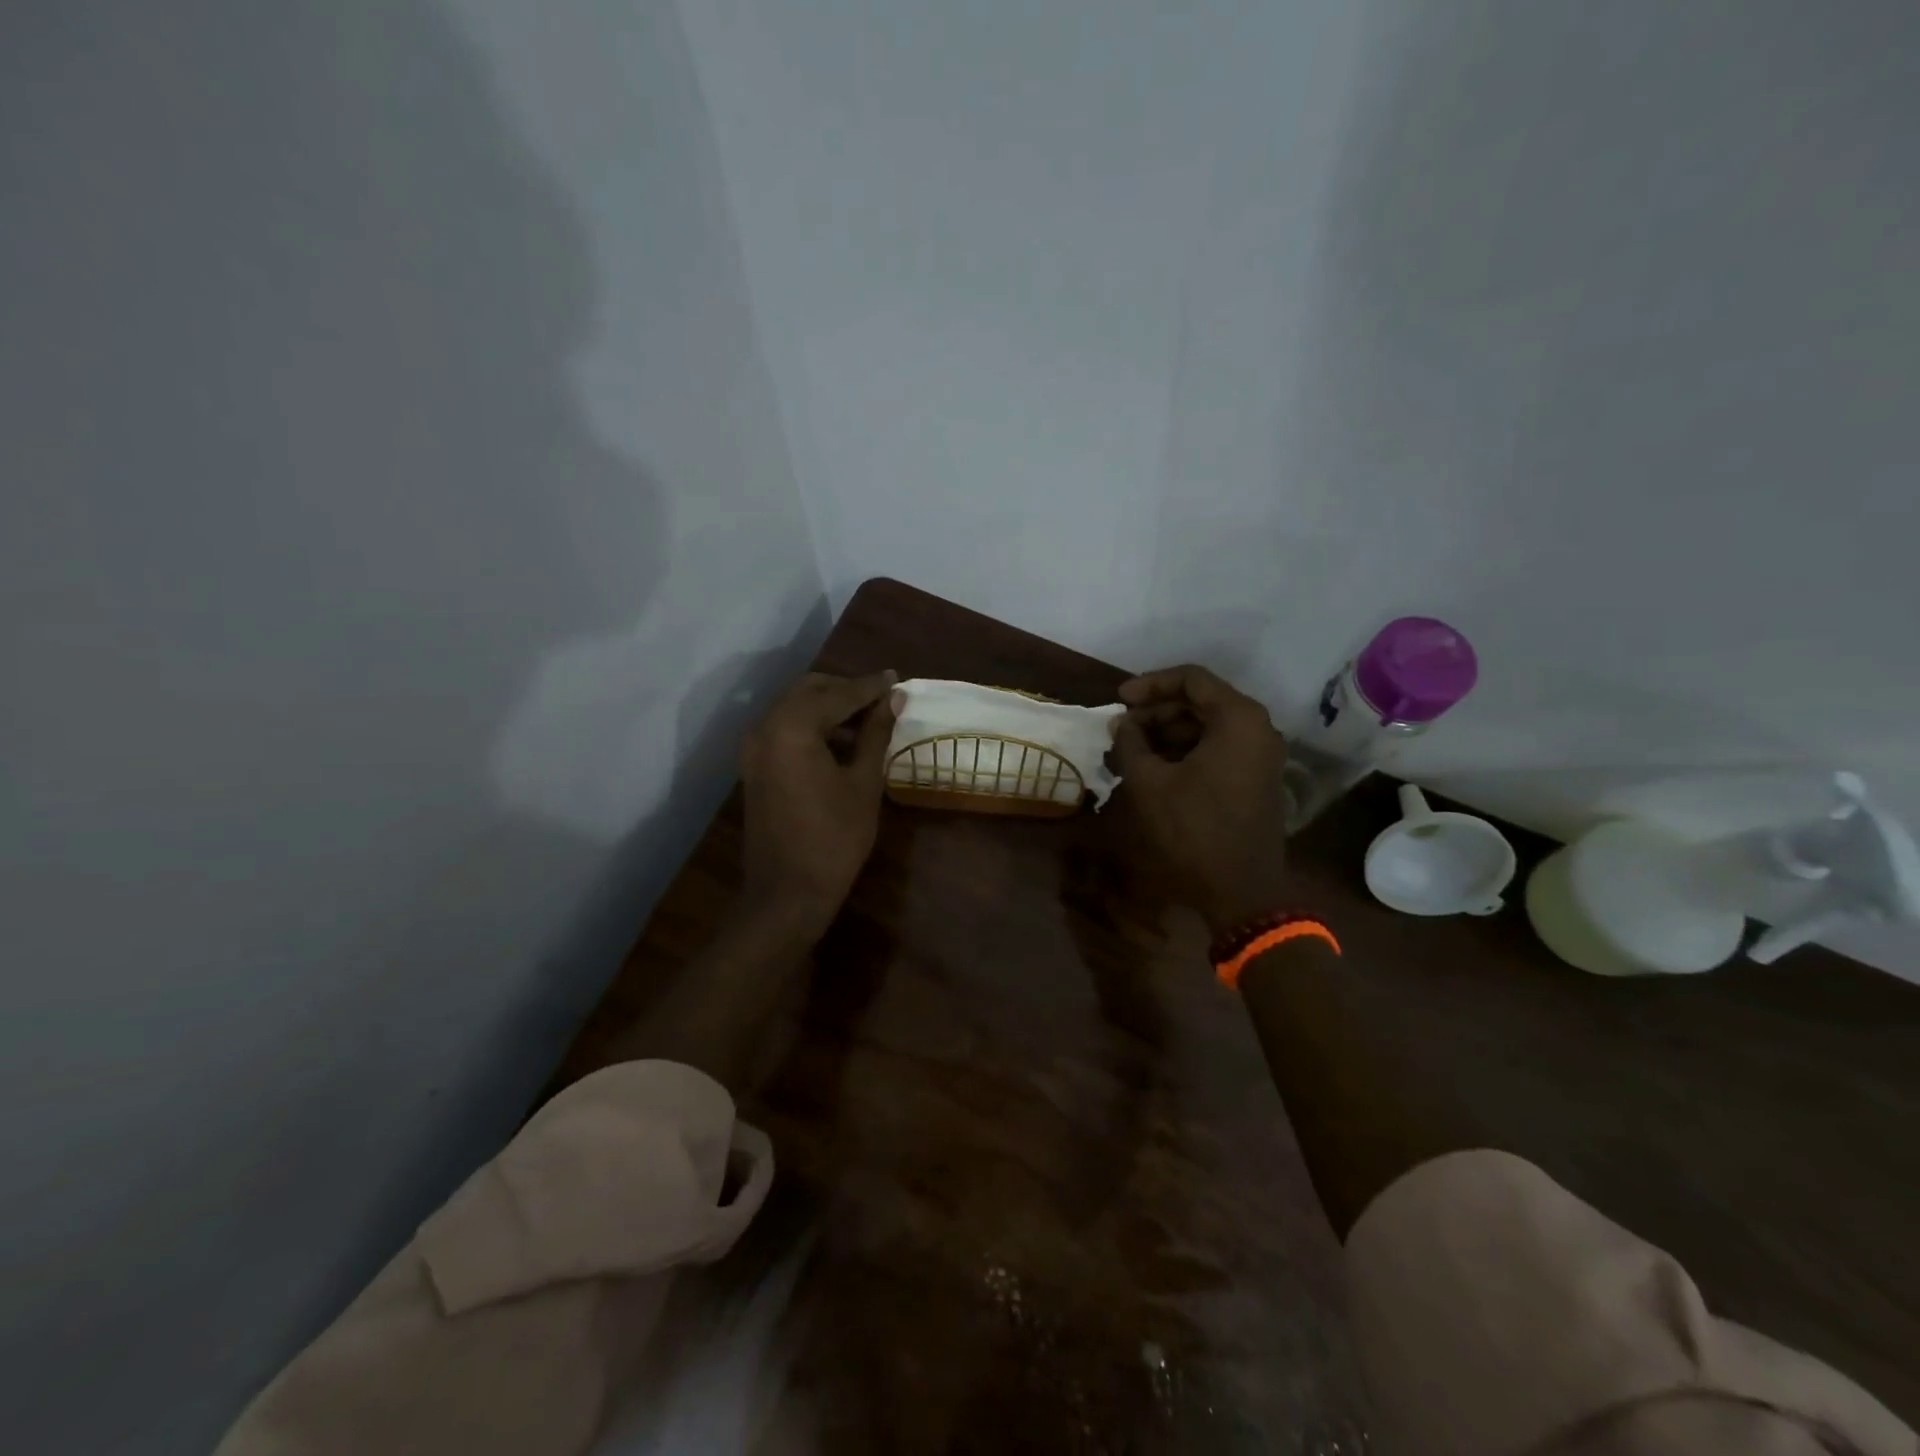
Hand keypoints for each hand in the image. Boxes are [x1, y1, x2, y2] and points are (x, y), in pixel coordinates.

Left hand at [740, 670, 899, 931]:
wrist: (787, 893)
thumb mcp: (863, 783)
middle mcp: (765, 727)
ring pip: (794, 708)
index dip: (870, 687)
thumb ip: (875, 734)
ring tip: (867, 720)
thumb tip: (892, 699)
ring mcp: (754, 748)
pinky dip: (812, 726)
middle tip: (882, 699)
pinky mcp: (754, 767)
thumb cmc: (834, 838)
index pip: (838, 694)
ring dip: (829, 708)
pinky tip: (841, 742)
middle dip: (846, 690)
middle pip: (809, 691)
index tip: (896, 679)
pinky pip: (784, 730)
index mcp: (792, 727)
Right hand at [1111, 664, 1290, 934]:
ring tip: (1129, 751)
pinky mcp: (1254, 778)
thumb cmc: (1194, 829)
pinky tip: (1153, 768)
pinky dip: (1184, 751)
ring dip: (1166, 733)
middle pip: (1200, 701)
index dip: (1150, 685)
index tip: (1118, 700)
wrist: (1240, 890)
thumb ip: (1131, 742)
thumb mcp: (1150, 782)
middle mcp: (1257, 728)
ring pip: (1206, 726)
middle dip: (1156, 712)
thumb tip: (1121, 723)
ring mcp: (1259, 755)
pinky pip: (1217, 748)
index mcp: (1238, 719)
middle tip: (1120, 730)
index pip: (1191, 679)